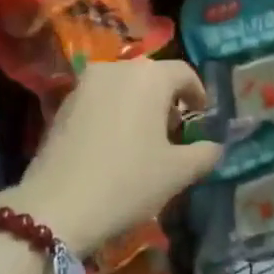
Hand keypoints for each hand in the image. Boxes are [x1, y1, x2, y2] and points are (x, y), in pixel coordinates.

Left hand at [4, 58, 222, 256]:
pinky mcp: (63, 102)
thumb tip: (215, 146)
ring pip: (123, 85)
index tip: (201, 116)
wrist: (58, 205)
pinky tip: (113, 144)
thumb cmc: (128, 182)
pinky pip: (99, 99)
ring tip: (143, 139)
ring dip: (138, 104)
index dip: (197, 93)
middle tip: (173, 132)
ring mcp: (85, 83)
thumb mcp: (177, 172)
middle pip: (151, 76)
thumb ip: (204, 153)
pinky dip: (113, 112)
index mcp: (150, 76)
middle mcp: (117, 68)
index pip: (184, 73)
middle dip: (166, 100)